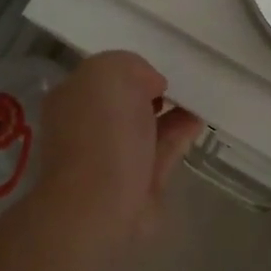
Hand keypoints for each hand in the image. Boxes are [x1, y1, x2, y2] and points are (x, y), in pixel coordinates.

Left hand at [35, 52, 201, 233]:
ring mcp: (112, 157)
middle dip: (152, 93)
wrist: (100, 204)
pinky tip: (197, 122)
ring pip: (146, 127)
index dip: (131, 70)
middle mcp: (88, 126)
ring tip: (198, 101)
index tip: (157, 69)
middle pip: (125, 102)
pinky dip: (179, 135)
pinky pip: (161, 150)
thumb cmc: (101, 132)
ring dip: (171, 114)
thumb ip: (132, 66)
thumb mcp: (111, 72)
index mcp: (72, 98)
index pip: (102, 76)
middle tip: (182, 84)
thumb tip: (151, 86)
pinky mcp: (138, 182)